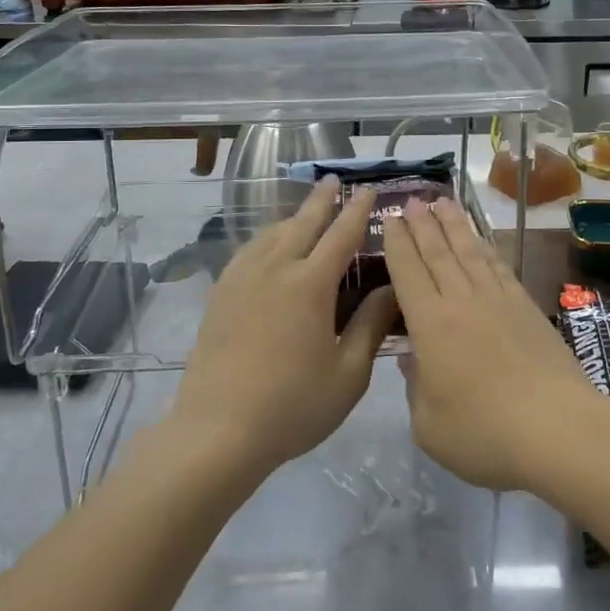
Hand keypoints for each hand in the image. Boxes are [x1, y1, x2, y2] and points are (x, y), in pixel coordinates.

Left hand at [172, 179, 395, 476]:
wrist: (217, 431)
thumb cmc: (292, 406)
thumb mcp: (348, 373)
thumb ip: (371, 325)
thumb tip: (392, 289)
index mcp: (310, 284)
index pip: (341, 234)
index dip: (357, 210)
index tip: (368, 189)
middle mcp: (275, 268)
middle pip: (302, 222)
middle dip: (322, 199)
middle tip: (334, 179)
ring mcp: (242, 278)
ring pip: (272, 233)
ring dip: (293, 217)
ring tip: (305, 213)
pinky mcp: (220, 294)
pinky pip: (248, 251)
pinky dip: (266, 238)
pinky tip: (267, 248)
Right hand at [383, 196, 599, 490]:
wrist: (558, 428)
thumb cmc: (484, 434)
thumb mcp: (430, 426)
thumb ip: (415, 388)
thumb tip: (412, 359)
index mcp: (431, 323)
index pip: (408, 272)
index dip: (397, 243)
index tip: (391, 219)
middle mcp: (462, 300)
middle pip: (438, 252)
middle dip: (423, 224)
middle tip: (412, 199)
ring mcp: (498, 300)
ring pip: (470, 251)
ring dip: (454, 225)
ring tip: (443, 202)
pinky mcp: (527, 307)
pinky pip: (499, 266)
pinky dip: (486, 248)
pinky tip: (481, 241)